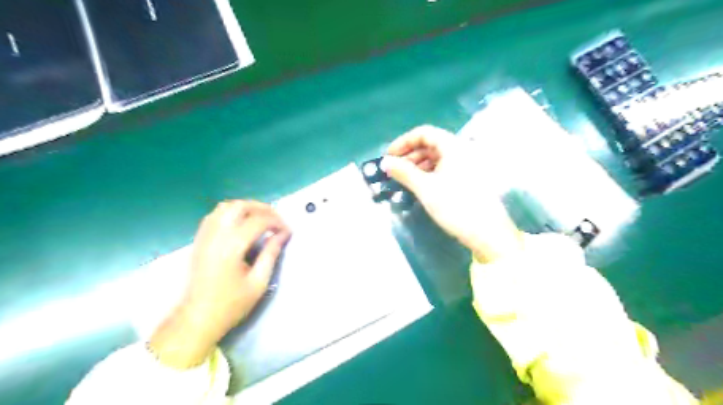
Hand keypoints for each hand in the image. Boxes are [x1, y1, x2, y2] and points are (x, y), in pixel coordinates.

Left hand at [149, 201, 289, 367]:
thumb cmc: (230, 304)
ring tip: (261, 219)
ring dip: (246, 207)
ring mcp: (204, 236)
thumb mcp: (258, 282)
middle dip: (262, 208)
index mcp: (232, 247)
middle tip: (276, 220)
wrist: (196, 318)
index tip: (287, 232)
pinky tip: (242, 223)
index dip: (277, 222)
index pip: (258, 221)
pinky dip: (232, 212)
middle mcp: (216, 235)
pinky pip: (215, 215)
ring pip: (225, 207)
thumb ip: (271, 254)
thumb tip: (282, 235)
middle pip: (240, 206)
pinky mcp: (199, 240)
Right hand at [381, 125, 523, 262]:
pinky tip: (420, 184)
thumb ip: (404, 172)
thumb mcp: (425, 188)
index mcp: (454, 147)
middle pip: (431, 143)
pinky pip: (445, 167)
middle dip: (410, 154)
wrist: (487, 233)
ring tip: (404, 178)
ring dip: (418, 164)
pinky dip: (430, 172)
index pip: (424, 133)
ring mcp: (467, 164)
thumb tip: (385, 162)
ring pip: (437, 156)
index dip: (404, 142)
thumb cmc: (455, 206)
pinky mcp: (468, 177)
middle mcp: (462, 150)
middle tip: (394, 169)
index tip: (389, 156)